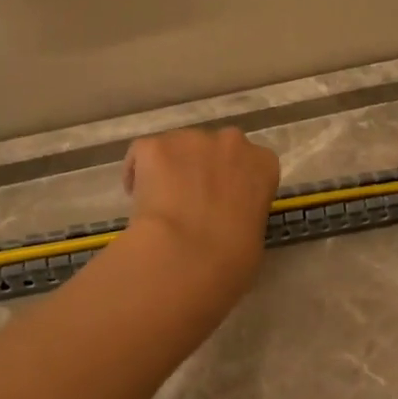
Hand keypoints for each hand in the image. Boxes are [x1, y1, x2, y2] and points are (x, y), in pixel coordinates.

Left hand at [122, 126, 279, 297]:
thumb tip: (227, 222)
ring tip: (160, 201)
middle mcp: (231, 142)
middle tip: (191, 201)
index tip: (224, 204)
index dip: (234, 183)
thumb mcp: (254, 239)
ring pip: (179, 149)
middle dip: (203, 169)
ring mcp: (191, 139)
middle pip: (215, 150)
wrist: (185, 255)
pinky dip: (138, 171)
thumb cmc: (231, 259)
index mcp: (263, 165)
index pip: (252, 165)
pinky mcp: (155, 145)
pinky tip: (135, 196)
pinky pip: (144, 153)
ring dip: (172, 168)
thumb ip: (244, 217)